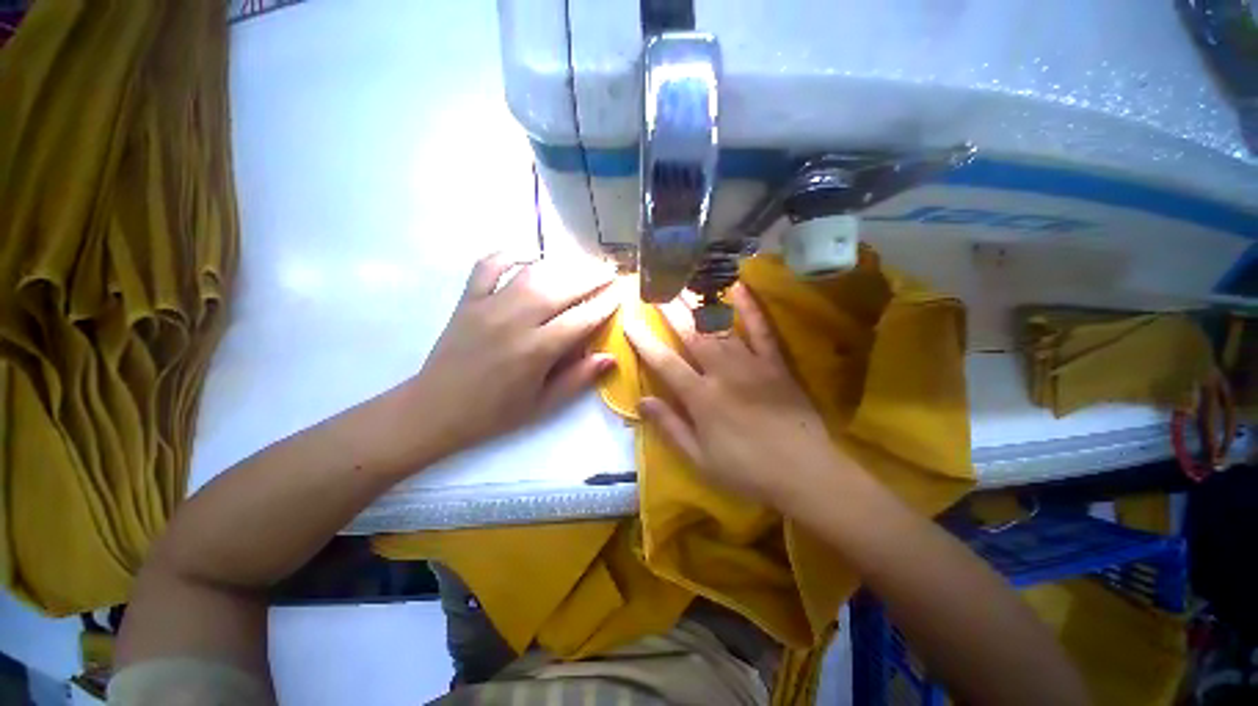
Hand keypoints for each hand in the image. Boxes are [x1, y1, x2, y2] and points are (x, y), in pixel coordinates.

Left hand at [401, 253, 620, 461]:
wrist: (435, 409)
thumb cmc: (494, 413)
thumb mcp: (543, 405)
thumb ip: (578, 379)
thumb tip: (610, 357)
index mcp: (535, 351)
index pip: (581, 319)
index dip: (605, 304)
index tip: (621, 292)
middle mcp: (514, 321)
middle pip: (561, 288)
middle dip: (591, 276)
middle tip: (609, 270)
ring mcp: (487, 306)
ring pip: (532, 273)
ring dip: (561, 264)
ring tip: (582, 262)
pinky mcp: (467, 300)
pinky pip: (487, 266)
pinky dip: (508, 254)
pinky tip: (528, 254)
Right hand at [623, 284, 846, 506]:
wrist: (804, 473)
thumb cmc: (746, 470)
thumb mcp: (699, 458)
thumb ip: (669, 427)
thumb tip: (641, 400)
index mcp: (701, 397)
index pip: (665, 362)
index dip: (644, 342)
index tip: (630, 322)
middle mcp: (722, 373)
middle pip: (691, 335)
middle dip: (670, 310)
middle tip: (656, 289)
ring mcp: (751, 364)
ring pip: (720, 327)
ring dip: (700, 303)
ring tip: (685, 282)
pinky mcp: (775, 363)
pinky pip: (761, 330)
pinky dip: (750, 307)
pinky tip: (738, 287)